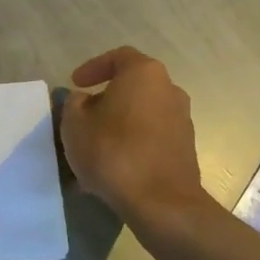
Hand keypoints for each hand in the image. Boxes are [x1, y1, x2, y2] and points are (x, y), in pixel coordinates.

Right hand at [59, 48, 205, 222]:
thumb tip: (84, 100)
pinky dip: (132, 142)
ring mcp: (182, 120)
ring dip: (119, 123)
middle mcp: (170, 90)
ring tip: (95, 145)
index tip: (76, 84)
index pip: (118, 57)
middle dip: (107, 98)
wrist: (160, 202)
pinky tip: (113, 164)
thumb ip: (74, 104)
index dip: (93, 67)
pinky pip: (152, 136)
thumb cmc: (113, 152)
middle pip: (133, 86)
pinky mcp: (185, 148)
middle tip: (83, 115)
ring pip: (142, 113)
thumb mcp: (74, 124)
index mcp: (144, 74)